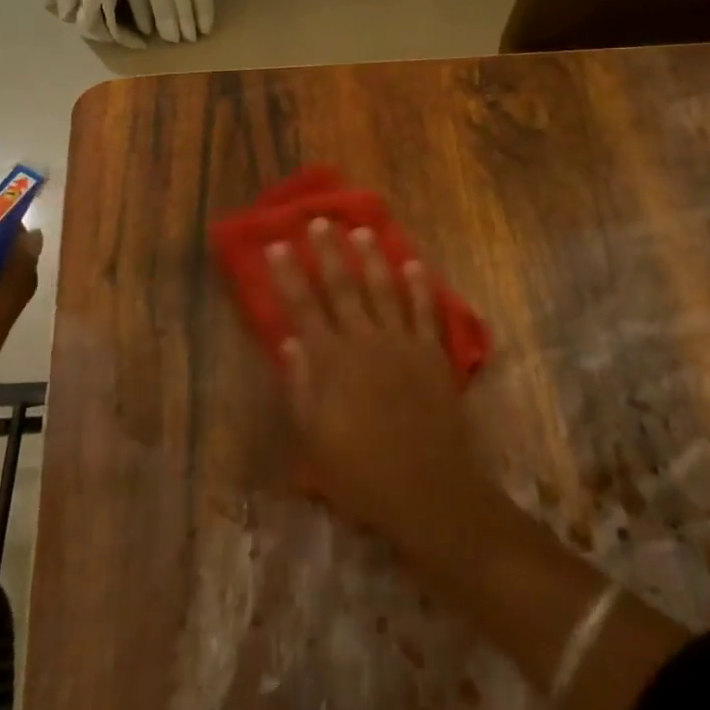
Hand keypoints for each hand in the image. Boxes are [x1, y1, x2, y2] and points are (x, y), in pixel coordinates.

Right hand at [265, 218, 491, 554]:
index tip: (276, 245)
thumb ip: (300, 387)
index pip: (303, 307)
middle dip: (329, 252)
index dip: (288, 275)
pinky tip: (414, 264)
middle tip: (319, 221)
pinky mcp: (433, 353)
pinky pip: (426, 311)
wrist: (427, 488)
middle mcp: (365, 341)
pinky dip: (420, 286)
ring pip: (384, 289)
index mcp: (331, 361)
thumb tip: (290, 342)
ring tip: (362, 231)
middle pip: (343, 287)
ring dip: (372, 258)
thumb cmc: (360, 471)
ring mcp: (403, 343)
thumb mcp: (314, 438)